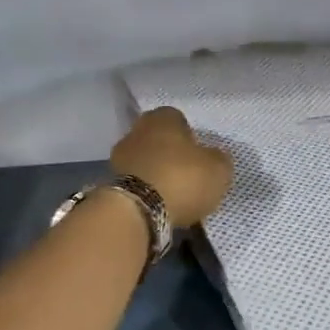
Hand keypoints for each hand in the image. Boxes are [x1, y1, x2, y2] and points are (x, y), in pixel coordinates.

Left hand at [111, 107, 233, 229]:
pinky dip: (146, 191)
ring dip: (156, 173)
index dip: (190, 137)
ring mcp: (120, 156)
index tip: (199, 156)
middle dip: (171, 154)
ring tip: (173, 196)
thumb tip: (213, 158)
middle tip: (187, 176)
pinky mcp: (111, 182)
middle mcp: (137, 130)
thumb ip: (218, 159)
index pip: (178, 119)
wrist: (138, 211)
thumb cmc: (182, 179)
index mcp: (163, 118)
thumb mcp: (218, 169)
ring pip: (145, 161)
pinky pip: (136, 182)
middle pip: (158, 139)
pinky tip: (158, 206)